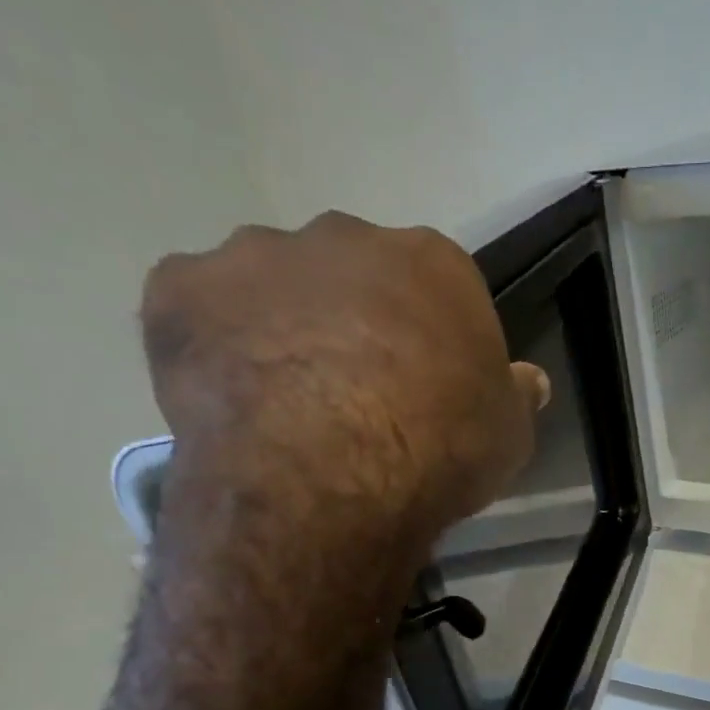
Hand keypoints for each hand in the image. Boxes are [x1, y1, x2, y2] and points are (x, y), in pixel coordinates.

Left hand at [139, 212, 548, 560]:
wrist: (334, 471)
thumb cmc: (441, 448)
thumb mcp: (509, 436)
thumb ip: (514, 397)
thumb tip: (528, 381)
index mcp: (432, 264)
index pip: (438, 289)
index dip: (433, 340)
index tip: (428, 389)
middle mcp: (345, 238)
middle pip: (352, 275)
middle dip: (354, 321)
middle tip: (356, 394)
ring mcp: (256, 256)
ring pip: (272, 285)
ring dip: (282, 326)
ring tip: (289, 402)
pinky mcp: (180, 288)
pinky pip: (199, 309)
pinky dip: (214, 343)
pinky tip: (230, 396)